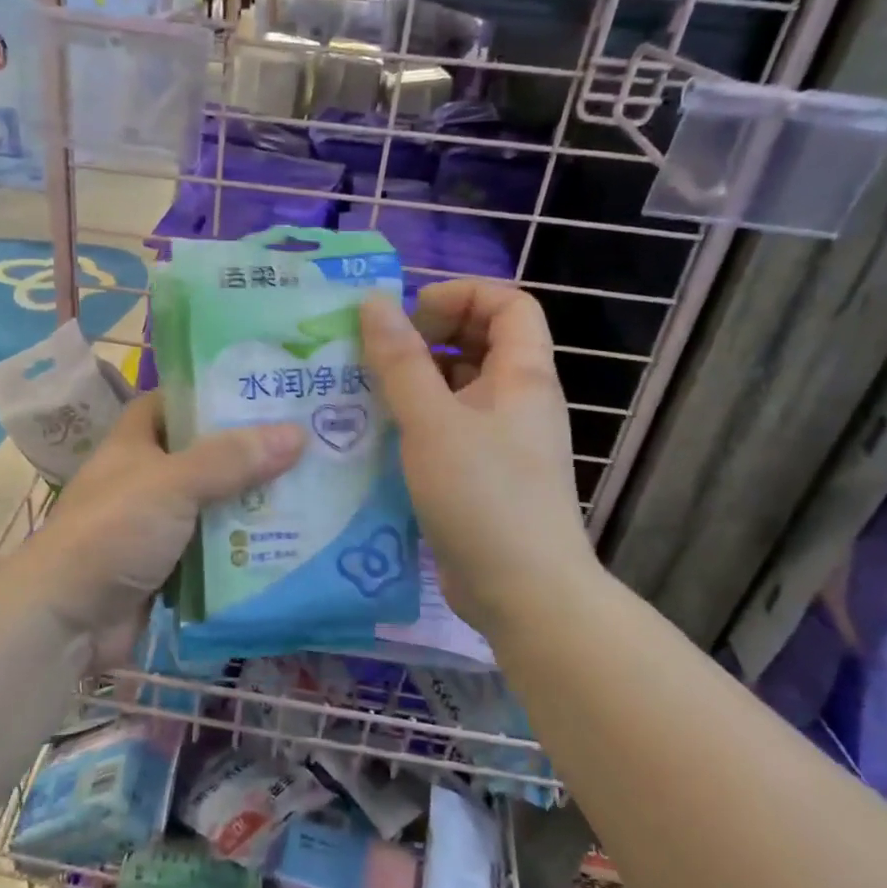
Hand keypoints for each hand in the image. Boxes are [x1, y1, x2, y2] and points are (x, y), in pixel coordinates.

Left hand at [22, 391, 304, 667]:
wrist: (67, 619)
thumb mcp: (172, 483)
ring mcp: (158, 525)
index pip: (175, 402)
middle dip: (250, 452)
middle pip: (206, 455)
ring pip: (215, 504)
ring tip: (314, 489)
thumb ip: (232, 459)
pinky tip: (291, 541)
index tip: (264, 390)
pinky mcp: (170, 567)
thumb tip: (297, 433)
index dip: (214, 393)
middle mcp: (147, 478)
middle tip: (308, 442)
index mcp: (136, 442)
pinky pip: (215, 549)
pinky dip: (245, 547)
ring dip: (254, 503)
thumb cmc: (113, 531)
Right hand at [360, 282, 594, 637]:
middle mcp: (517, 401)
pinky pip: (448, 429)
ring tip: (363, 390)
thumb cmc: (483, 495)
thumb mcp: (432, 422)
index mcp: (522, 375)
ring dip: (415, 381)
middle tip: (378, 352)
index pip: (509, 304)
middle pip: (481, 343)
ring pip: (458, 389)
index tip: (411, 314)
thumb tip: (374, 301)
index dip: (462, 295)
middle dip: (429, 336)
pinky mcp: (481, 475)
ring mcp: (501, 440)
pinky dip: (415, 421)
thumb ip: (401, 361)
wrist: (523, 592)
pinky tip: (376, 436)